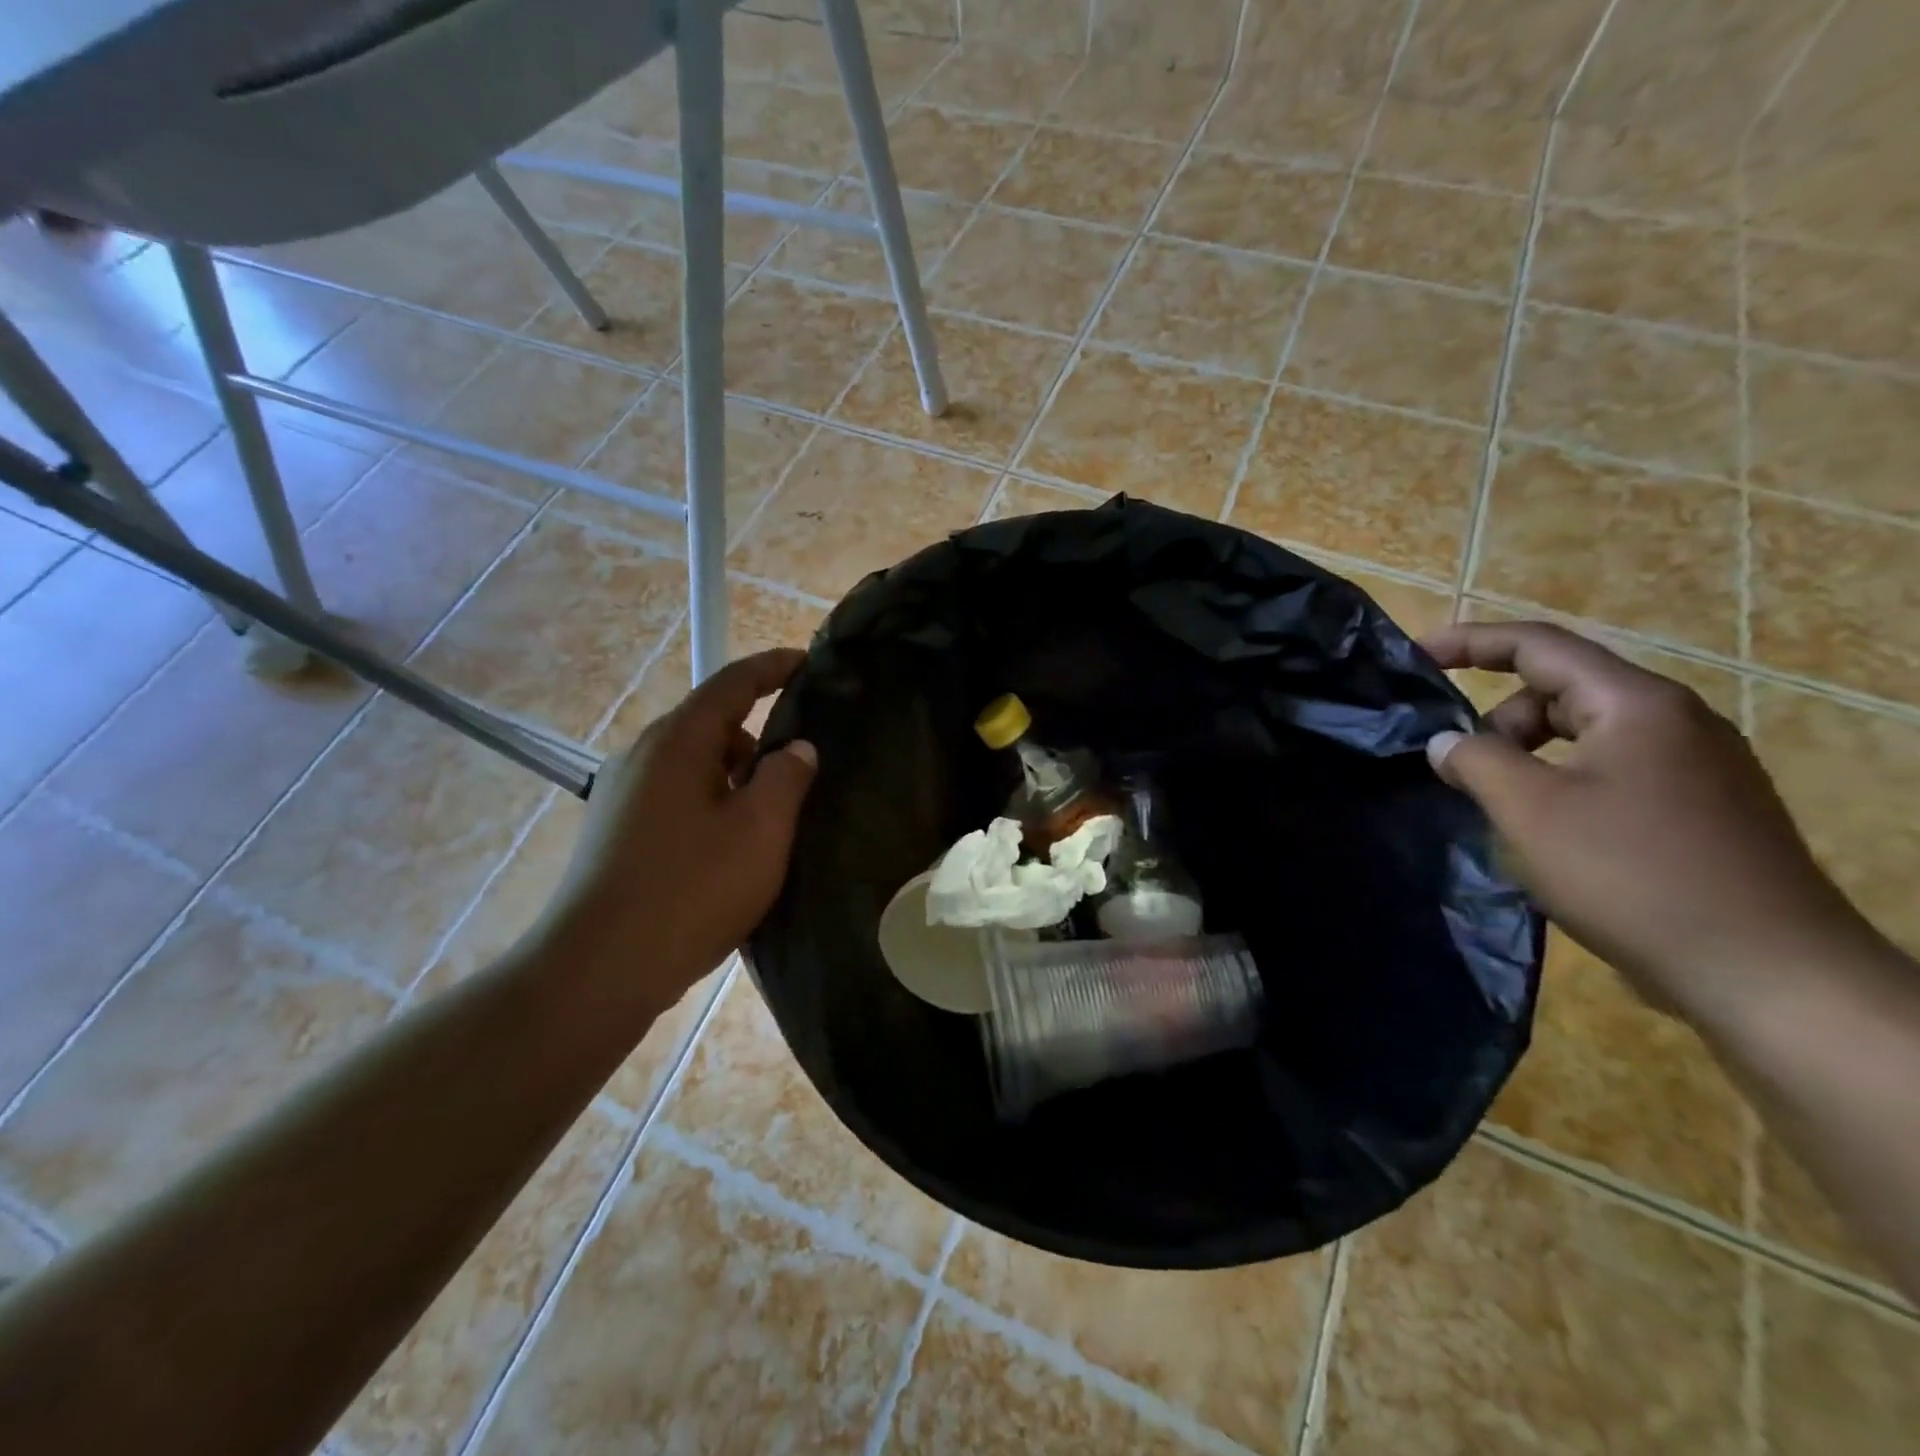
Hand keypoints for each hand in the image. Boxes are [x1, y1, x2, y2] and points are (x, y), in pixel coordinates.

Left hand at [541, 649, 816, 1007]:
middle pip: (713, 725)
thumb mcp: (760, 830)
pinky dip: (712, 805)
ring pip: (695, 766)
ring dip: (736, 779)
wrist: (600, 969)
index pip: (733, 683)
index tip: (808, 661)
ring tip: (771, 820)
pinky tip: (731, 849)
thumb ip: (787, 778)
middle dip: (759, 738)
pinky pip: (678, 798)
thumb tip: (797, 749)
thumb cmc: (691, 889)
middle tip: (803, 768)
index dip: (773, 667)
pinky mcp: (617, 832)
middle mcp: (643, 755)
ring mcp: (623, 794)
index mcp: (678, 741)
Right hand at [1420, 622, 1869, 1023]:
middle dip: (1498, 720)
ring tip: (1501, 809)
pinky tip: (1547, 834)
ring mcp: (1696, 767)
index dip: (1470, 642)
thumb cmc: (1633, 874)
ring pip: (1586, 736)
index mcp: (1636, 704)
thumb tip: (1446, 742)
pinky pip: (1611, 773)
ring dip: (1529, 759)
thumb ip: (1475, 761)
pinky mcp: (1701, 810)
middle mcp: (1674, 722)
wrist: (1765, 973)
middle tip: (1459, 768)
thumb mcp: (1529, 810)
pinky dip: (1563, 785)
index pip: (1539, 645)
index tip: (1415, 657)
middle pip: (1562, 691)